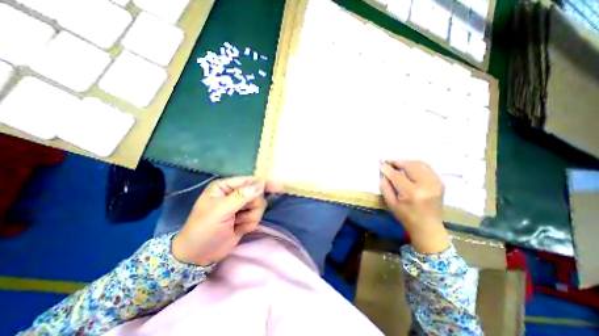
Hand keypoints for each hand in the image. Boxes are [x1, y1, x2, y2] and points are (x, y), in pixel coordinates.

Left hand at [171, 178, 283, 265]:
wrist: (198, 256)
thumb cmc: (203, 230)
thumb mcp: (220, 211)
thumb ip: (241, 196)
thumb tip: (261, 184)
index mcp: (226, 187)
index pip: (250, 181)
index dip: (264, 184)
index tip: (279, 188)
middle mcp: (235, 193)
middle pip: (257, 194)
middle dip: (252, 207)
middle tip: (238, 216)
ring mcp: (241, 206)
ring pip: (259, 206)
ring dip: (250, 218)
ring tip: (236, 224)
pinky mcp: (245, 217)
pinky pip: (257, 217)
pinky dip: (249, 224)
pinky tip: (238, 229)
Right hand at [381, 162, 445, 253]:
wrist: (428, 227)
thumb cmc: (406, 217)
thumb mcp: (390, 203)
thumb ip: (385, 186)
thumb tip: (383, 171)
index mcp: (412, 193)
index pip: (397, 175)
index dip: (387, 168)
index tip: (380, 163)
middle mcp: (426, 185)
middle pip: (410, 165)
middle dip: (397, 161)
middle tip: (388, 162)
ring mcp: (436, 183)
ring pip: (419, 163)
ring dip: (406, 162)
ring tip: (397, 164)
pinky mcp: (440, 182)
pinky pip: (427, 167)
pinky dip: (416, 165)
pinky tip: (408, 168)